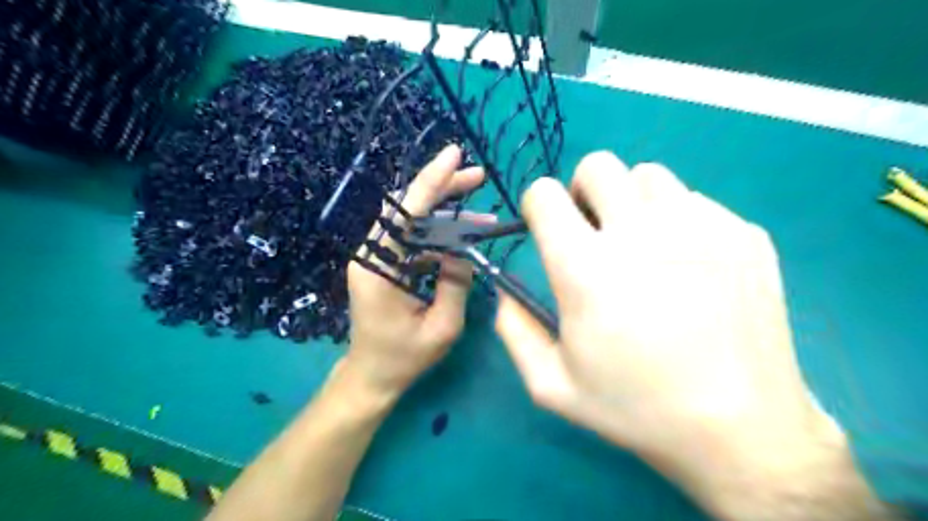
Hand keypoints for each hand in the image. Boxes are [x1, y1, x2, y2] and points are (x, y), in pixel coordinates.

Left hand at [343, 145, 485, 399]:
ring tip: (480, 211)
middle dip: (442, 188)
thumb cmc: (404, 358)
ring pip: (410, 220)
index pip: (406, 214)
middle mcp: (370, 255)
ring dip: (443, 211)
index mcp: (378, 269)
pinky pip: (411, 238)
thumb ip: (455, 284)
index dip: (431, 181)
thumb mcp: (442, 327)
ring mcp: (374, 258)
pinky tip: (461, 236)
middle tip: (477, 176)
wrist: (371, 375)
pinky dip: (436, 233)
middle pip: (407, 208)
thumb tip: (465, 248)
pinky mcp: (381, 263)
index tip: (455, 155)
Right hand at [497, 150, 849, 515]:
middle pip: (597, 166)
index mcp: (586, 268)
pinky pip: (694, 201)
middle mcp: (640, 233)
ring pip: (648, 176)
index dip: (538, 206)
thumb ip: (514, 329)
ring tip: (642, 245)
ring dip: (631, 201)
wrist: (742, 429)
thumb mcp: (551, 385)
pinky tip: (689, 265)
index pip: (544, 193)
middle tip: (594, 232)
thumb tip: (505, 288)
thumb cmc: (637, 409)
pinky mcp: (743, 232)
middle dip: (583, 192)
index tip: (549, 228)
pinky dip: (678, 220)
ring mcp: (700, 226)